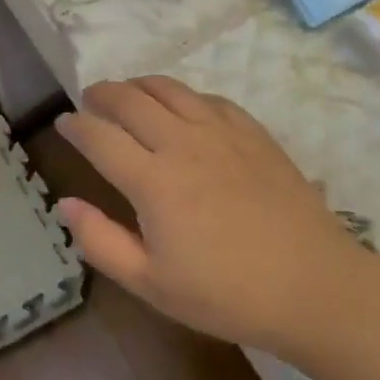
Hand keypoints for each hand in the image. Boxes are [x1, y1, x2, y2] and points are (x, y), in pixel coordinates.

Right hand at [57, 77, 365, 361]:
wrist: (316, 288)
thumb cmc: (227, 294)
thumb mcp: (152, 284)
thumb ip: (101, 242)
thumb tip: (65, 204)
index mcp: (152, 180)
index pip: (99, 136)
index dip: (75, 126)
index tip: (63, 123)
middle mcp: (182, 143)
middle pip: (130, 99)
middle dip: (101, 93)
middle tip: (90, 100)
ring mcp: (221, 133)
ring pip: (168, 88)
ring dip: (139, 85)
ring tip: (128, 94)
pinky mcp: (253, 133)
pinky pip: (209, 98)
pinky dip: (184, 96)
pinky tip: (183, 109)